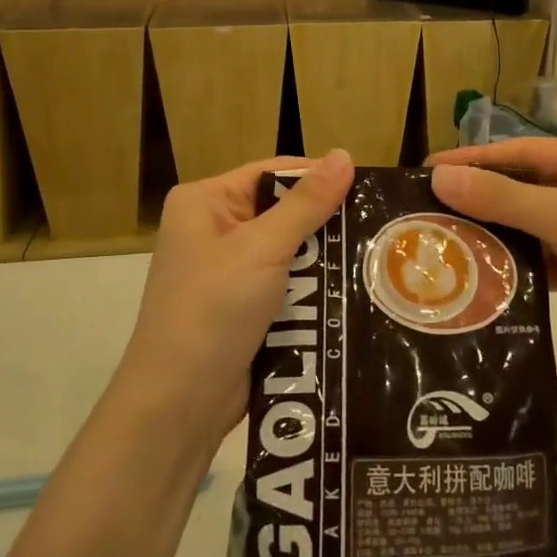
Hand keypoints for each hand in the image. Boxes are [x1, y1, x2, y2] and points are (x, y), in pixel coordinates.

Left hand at [119, 150, 353, 436]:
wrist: (180, 402)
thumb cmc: (214, 309)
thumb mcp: (263, 248)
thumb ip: (307, 203)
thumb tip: (344, 153)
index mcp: (204, 202)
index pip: (271, 172)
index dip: (317, 177)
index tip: (367, 187)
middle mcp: (212, 228)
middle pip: (282, 210)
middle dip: (324, 223)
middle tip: (377, 227)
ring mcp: (226, 270)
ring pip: (289, 250)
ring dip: (323, 258)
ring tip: (374, 258)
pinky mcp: (241, 306)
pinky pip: (285, 283)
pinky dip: (312, 287)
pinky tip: (350, 289)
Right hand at [428, 140, 556, 380]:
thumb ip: (504, 198)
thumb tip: (438, 176)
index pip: (525, 152)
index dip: (475, 159)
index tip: (426, 168)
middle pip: (523, 187)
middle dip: (479, 198)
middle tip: (424, 206)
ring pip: (526, 224)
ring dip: (490, 232)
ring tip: (438, 237)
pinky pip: (535, 257)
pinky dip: (508, 263)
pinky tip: (471, 269)